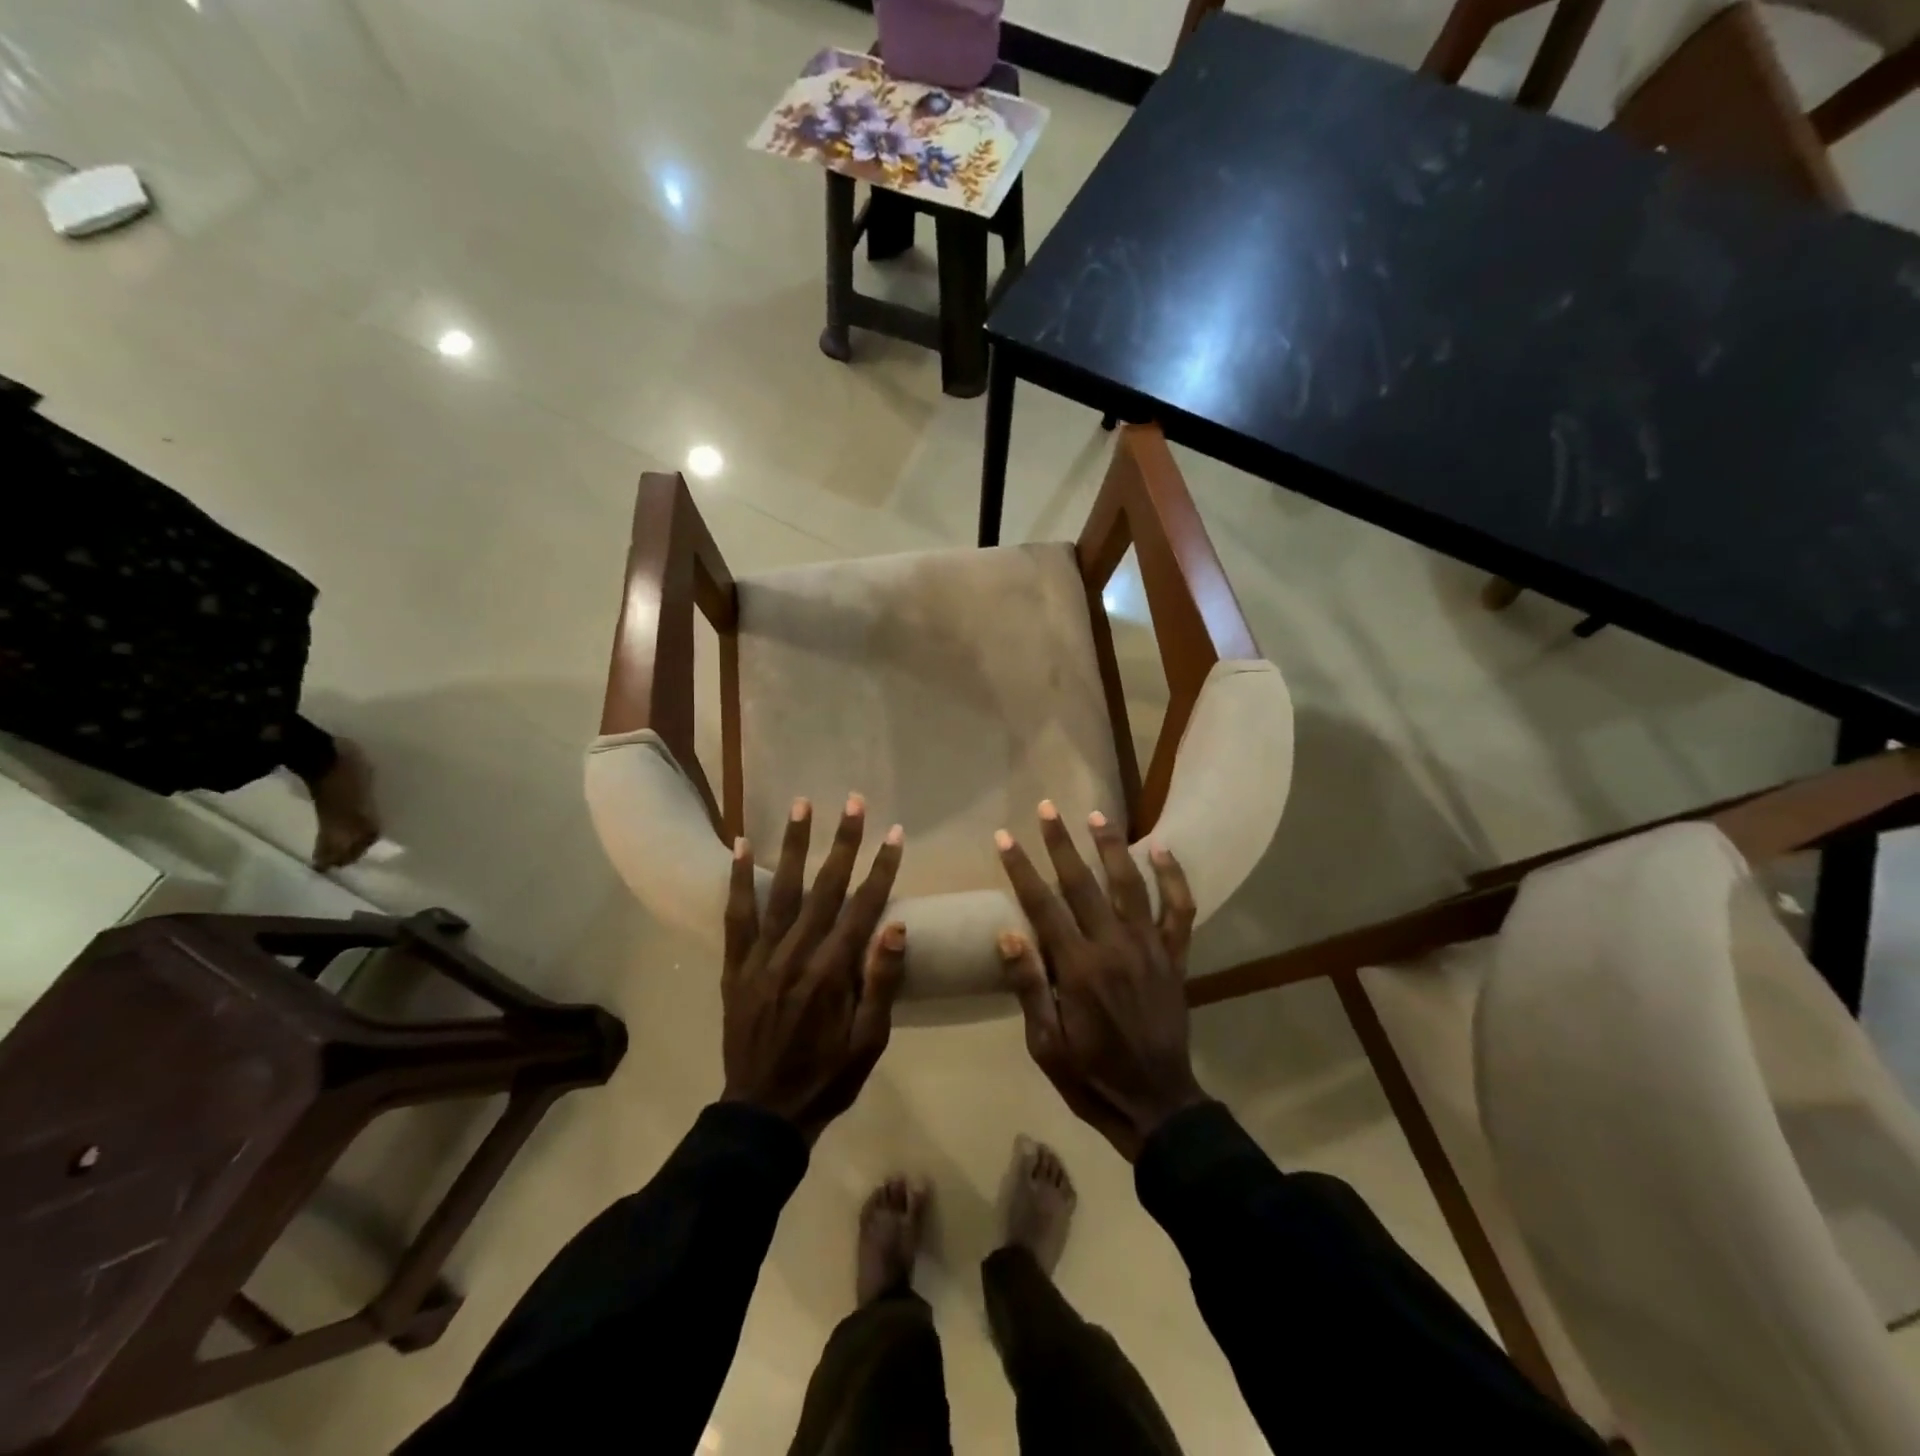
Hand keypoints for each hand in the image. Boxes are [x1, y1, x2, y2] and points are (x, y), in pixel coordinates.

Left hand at [722, 794, 906, 1144]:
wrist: (764, 1112)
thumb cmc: (828, 1076)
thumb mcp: (870, 1041)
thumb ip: (881, 981)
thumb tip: (895, 924)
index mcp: (832, 972)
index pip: (863, 907)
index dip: (882, 868)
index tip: (895, 833)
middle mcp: (796, 954)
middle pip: (825, 887)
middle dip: (843, 841)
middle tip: (853, 802)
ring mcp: (761, 958)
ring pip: (782, 890)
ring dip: (794, 845)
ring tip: (802, 805)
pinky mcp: (735, 966)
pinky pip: (736, 916)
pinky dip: (739, 879)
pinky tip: (742, 846)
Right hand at [996, 801, 1207, 1160]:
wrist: (1156, 1103)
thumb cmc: (1091, 1076)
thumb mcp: (1046, 1044)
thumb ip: (1029, 986)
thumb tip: (1007, 934)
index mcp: (1077, 969)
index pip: (1042, 905)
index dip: (1021, 868)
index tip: (1004, 838)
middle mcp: (1113, 947)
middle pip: (1082, 883)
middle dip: (1060, 843)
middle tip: (1046, 808)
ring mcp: (1149, 948)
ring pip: (1129, 884)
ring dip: (1110, 847)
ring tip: (1095, 816)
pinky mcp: (1174, 957)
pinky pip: (1179, 910)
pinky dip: (1173, 878)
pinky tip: (1161, 849)